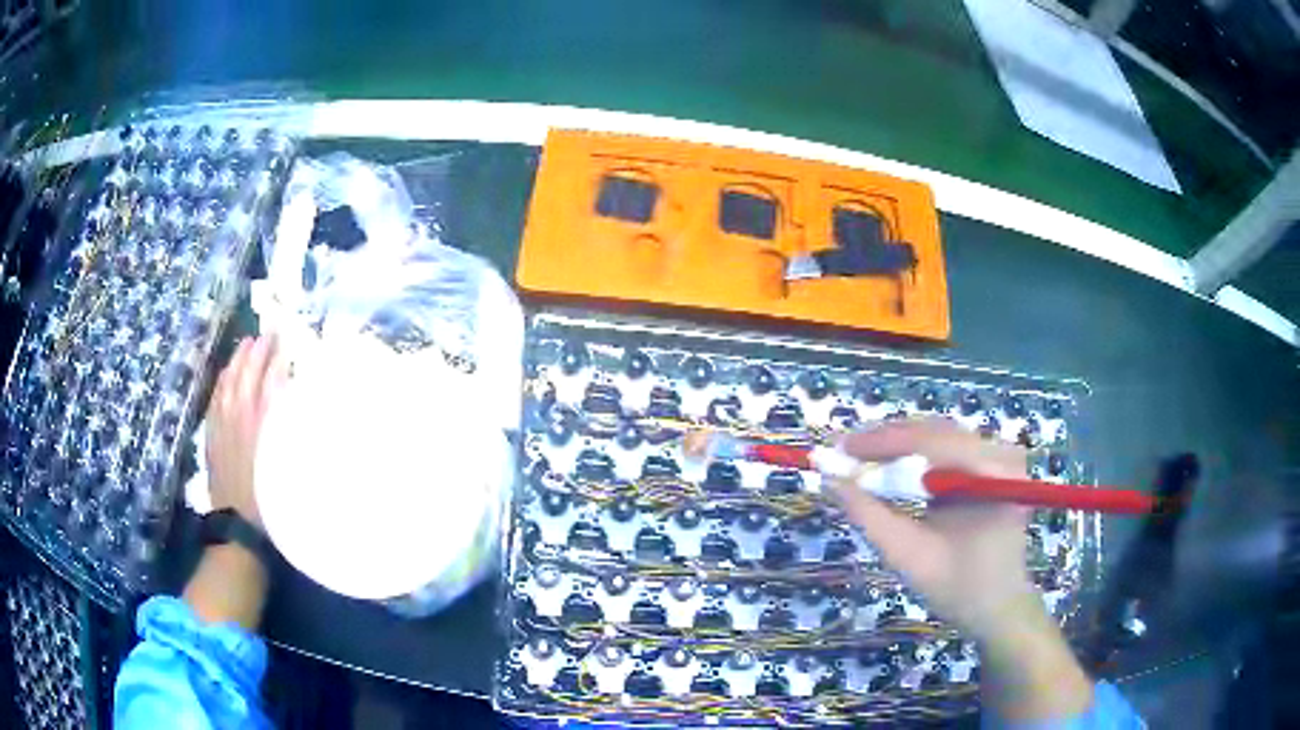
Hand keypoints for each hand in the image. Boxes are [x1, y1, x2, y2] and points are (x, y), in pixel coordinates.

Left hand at [205, 335, 287, 529]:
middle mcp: (238, 418)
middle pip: (246, 376)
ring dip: (237, 361)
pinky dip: (222, 382)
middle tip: (267, 334)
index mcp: (260, 424)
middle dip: (257, 352)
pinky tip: (225, 375)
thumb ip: (286, 429)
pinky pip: (215, 398)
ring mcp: (221, 425)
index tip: (284, 341)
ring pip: (228, 382)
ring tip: (246, 345)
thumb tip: (291, 394)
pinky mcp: (212, 435)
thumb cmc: (270, 501)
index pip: (268, 381)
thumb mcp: (284, 468)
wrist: (239, 527)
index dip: (275, 359)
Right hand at [831, 418, 1036, 639]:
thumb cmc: (959, 589)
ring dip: (897, 447)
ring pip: (938, 436)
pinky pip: (947, 449)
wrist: (999, 606)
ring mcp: (1000, 456)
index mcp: (993, 474)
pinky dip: (914, 458)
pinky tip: (888, 468)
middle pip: (936, 432)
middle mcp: (1002, 453)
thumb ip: (869, 516)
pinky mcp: (992, 464)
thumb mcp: (908, 556)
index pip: (933, 441)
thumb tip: (830, 480)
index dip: (882, 442)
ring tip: (857, 460)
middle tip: (842, 453)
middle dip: (886, 442)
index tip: (838, 448)